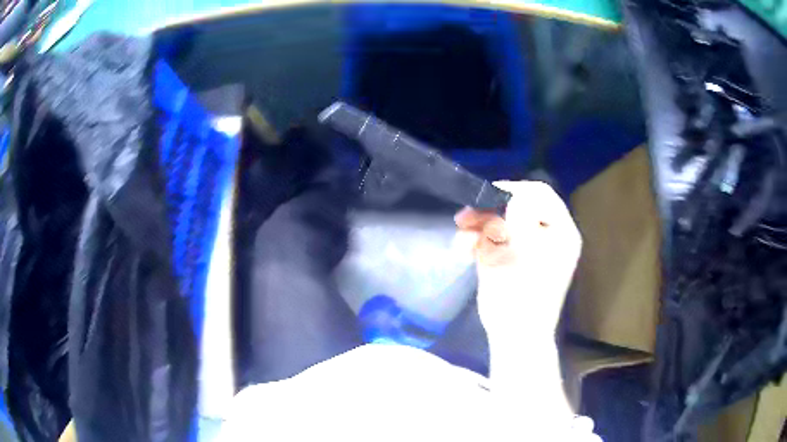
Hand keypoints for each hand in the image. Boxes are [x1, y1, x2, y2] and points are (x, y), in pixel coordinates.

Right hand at [455, 181, 581, 340]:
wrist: (514, 336)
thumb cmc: (526, 296)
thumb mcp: (526, 252)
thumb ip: (521, 219)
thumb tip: (512, 196)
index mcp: (560, 231)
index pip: (539, 195)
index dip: (514, 190)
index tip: (489, 195)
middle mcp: (545, 234)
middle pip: (517, 206)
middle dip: (490, 209)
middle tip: (467, 215)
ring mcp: (525, 246)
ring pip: (500, 221)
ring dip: (478, 225)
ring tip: (461, 233)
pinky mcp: (507, 258)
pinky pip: (490, 239)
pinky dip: (475, 241)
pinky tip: (463, 248)